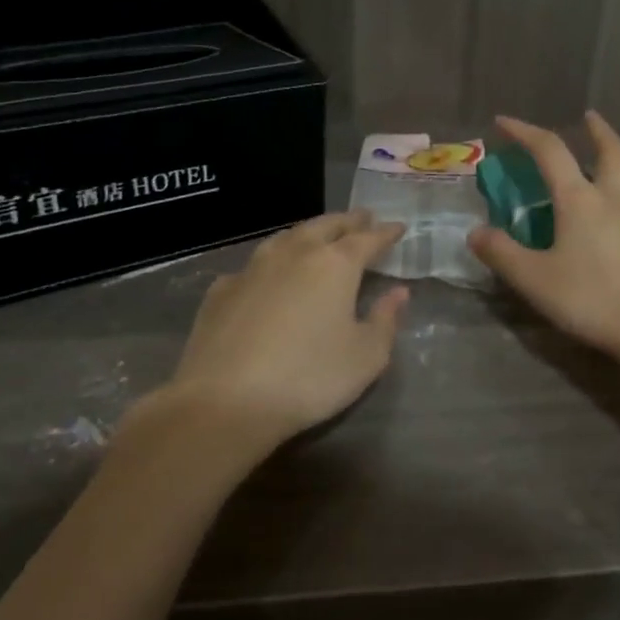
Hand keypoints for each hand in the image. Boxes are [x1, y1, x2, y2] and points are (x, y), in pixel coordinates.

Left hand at [165, 212, 409, 446]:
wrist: (225, 401)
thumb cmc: (309, 378)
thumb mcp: (366, 357)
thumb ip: (386, 320)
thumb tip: (398, 292)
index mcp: (335, 265)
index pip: (367, 239)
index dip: (385, 233)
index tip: (398, 227)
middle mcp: (293, 254)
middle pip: (325, 226)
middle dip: (348, 221)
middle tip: (362, 218)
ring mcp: (252, 269)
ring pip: (287, 237)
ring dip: (309, 232)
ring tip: (320, 235)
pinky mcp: (221, 290)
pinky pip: (255, 265)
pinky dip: (272, 262)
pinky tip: (270, 275)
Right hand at [468, 113, 619, 367]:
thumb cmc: (590, 300)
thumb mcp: (533, 280)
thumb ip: (502, 253)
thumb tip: (476, 232)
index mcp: (580, 201)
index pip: (550, 151)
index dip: (525, 132)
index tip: (504, 122)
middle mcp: (617, 200)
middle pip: (613, 151)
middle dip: (598, 130)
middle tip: (589, 118)